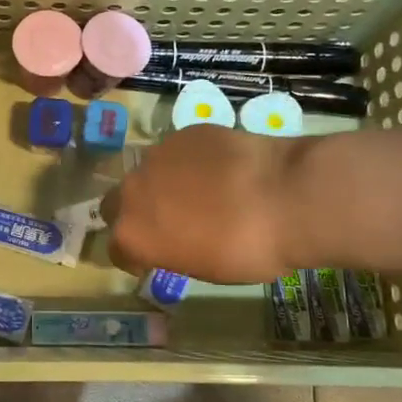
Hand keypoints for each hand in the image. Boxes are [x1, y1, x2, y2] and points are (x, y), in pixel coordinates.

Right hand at [106, 124, 309, 282]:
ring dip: (162, 184)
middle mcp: (133, 191)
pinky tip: (220, 170)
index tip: (156, 259)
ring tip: (200, 192)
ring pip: (148, 173)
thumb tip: (173, 240)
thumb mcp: (203, 268)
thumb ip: (173, 251)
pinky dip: (190, 163)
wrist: (285, 195)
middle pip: (116, 204)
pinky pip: (177, 152)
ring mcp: (157, 155)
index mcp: (132, 234)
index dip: (135, 257)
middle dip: (135, 213)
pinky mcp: (184, 133)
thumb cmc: (246, 250)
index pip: (117, 249)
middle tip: (168, 222)